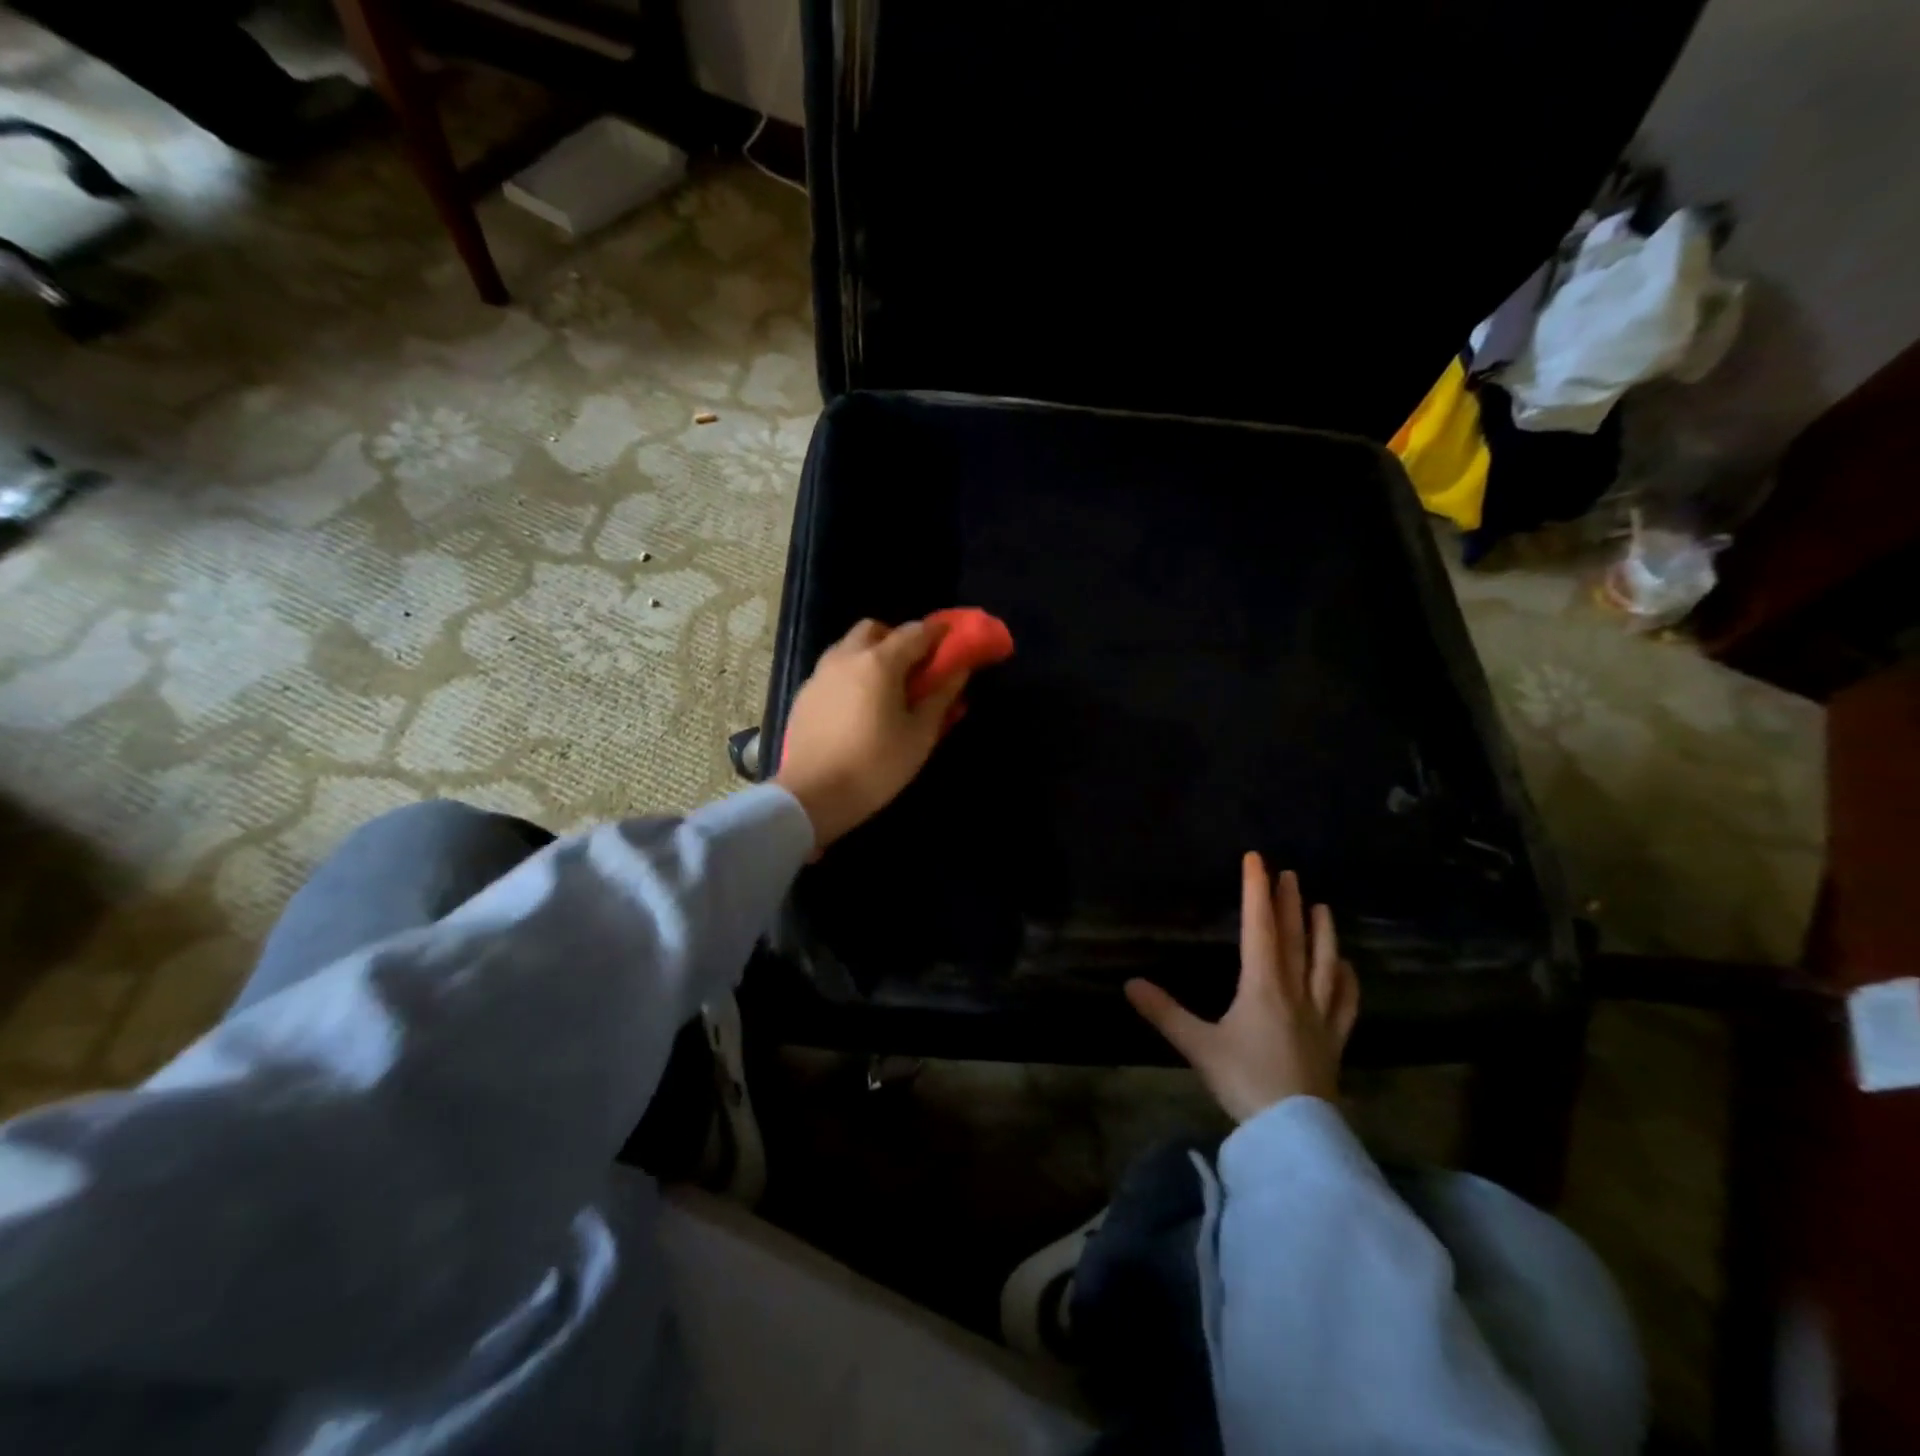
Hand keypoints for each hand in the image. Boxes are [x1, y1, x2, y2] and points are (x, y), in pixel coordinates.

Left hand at [775, 618, 967, 850]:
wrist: (812, 796)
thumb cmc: (876, 766)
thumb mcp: (920, 735)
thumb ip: (941, 696)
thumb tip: (959, 670)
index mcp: (879, 662)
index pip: (915, 632)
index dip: (938, 633)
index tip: (953, 640)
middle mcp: (846, 657)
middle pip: (875, 629)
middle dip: (897, 639)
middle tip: (914, 667)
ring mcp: (820, 674)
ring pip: (849, 647)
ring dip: (871, 654)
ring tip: (886, 688)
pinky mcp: (804, 695)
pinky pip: (833, 670)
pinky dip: (851, 674)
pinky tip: (858, 706)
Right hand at [1126, 854, 1358, 1121]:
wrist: (1295, 1132)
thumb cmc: (1244, 1081)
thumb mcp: (1198, 1046)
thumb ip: (1164, 1013)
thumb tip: (1129, 984)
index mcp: (1262, 985)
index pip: (1259, 927)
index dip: (1256, 891)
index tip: (1256, 859)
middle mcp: (1294, 990)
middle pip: (1294, 938)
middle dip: (1288, 903)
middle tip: (1289, 874)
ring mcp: (1319, 1015)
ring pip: (1324, 963)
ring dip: (1323, 932)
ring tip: (1322, 907)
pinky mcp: (1334, 1040)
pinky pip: (1345, 1002)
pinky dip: (1348, 980)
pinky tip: (1348, 967)